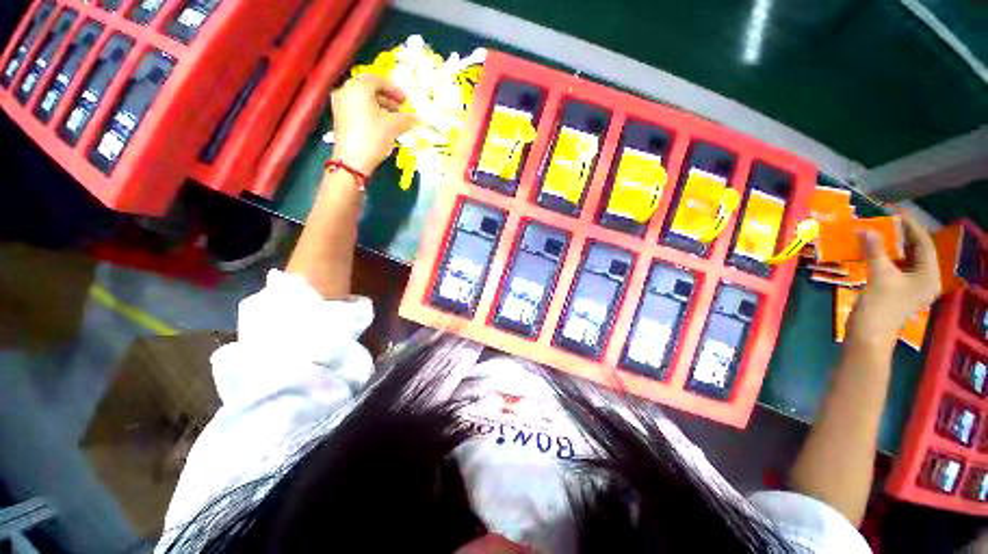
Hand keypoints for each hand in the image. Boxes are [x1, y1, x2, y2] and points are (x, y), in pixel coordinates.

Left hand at [330, 74, 417, 175]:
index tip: (407, 100)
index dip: (395, 90)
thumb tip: (416, 117)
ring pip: (364, 100)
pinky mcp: (340, 117)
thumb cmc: (373, 138)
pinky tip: (383, 124)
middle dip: (388, 98)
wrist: (352, 161)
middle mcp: (346, 90)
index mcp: (358, 87)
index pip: (379, 80)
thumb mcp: (393, 126)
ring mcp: (340, 104)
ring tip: (395, 119)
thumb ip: (406, 118)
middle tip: (402, 109)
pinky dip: (372, 113)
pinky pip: (358, 108)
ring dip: (381, 106)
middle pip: (370, 89)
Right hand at [848, 212, 940, 346]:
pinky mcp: (897, 290)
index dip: (910, 225)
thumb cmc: (881, 306)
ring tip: (877, 231)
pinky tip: (873, 250)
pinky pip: (894, 266)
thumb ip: (875, 250)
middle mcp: (925, 278)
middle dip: (901, 234)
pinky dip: (885, 256)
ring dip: (891, 245)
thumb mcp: (879, 275)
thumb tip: (867, 228)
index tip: (894, 211)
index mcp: (929, 275)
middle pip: (916, 250)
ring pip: (904, 258)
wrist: (868, 335)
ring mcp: (911, 285)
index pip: (923, 243)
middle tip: (884, 220)